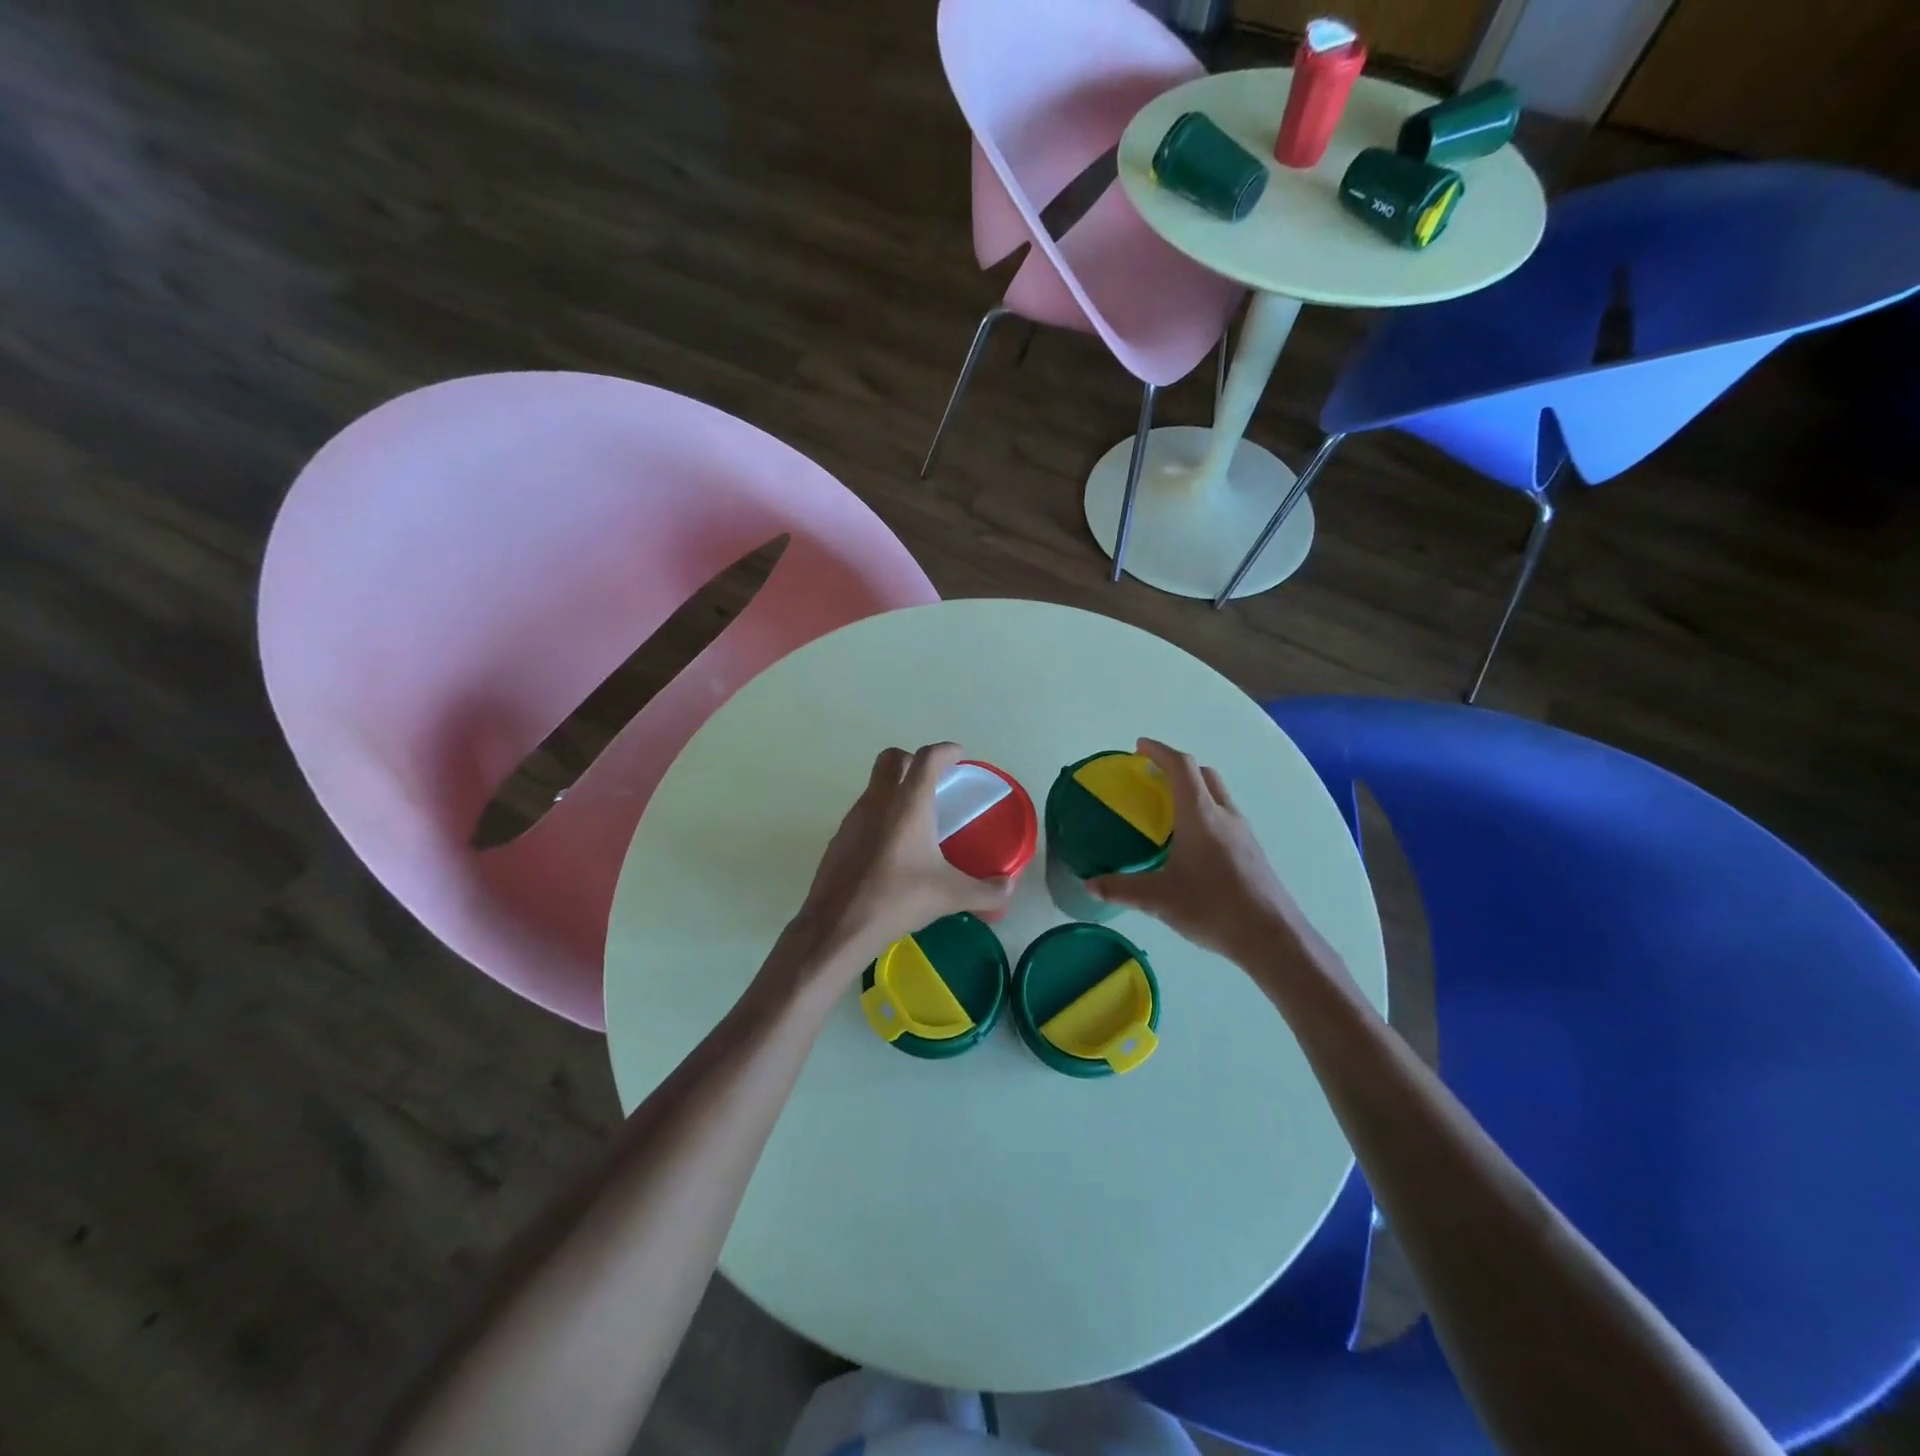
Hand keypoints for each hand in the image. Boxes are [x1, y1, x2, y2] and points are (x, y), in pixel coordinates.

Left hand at [780, 742, 1013, 982]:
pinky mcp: (839, 839)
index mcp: (908, 804)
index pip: (927, 758)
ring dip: (894, 789)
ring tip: (916, 817)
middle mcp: (878, 801)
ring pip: (874, 786)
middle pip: (891, 759)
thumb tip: (1008, 888)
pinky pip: (862, 813)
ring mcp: (853, 818)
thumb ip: (985, 891)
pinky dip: (880, 816)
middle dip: (913, 760)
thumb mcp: (950, 896)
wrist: (838, 925)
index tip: (958, 755)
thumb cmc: (898, 899)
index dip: (945, 751)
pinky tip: (891, 847)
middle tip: (933, 779)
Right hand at [1088, 738, 1305, 963]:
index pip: (1181, 766)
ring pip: (1217, 794)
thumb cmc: (1213, 907)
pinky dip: (1205, 812)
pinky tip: (1191, 843)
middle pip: (1203, 774)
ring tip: (1169, 810)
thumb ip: (1121, 889)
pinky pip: (1224, 816)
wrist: (1271, 936)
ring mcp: (1242, 832)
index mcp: (1200, 815)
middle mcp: (1224, 815)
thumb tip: (1089, 885)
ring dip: (1194, 789)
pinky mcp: (1251, 851)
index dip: (1159, 751)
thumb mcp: (1159, 899)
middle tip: (1152, 777)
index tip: (1139, 747)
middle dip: (1177, 767)